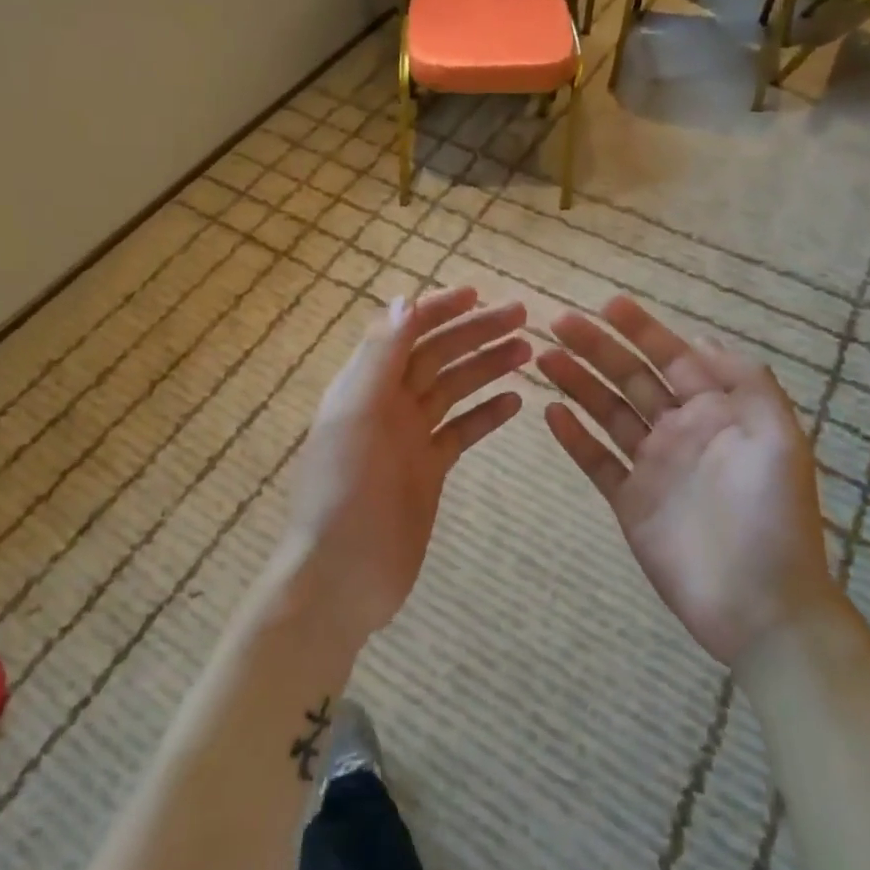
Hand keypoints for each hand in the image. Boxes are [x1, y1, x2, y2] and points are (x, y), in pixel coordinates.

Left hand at [281, 287, 529, 648]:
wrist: (342, 575)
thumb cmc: (343, 492)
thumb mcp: (355, 416)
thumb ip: (379, 357)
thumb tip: (405, 299)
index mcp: (365, 384)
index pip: (405, 331)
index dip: (440, 309)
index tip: (480, 294)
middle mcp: (387, 403)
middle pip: (437, 355)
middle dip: (475, 332)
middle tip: (522, 317)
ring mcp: (409, 437)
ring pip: (454, 389)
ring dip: (487, 367)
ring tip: (527, 353)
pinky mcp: (428, 470)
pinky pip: (462, 431)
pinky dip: (486, 414)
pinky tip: (515, 402)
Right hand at [537, 296, 833, 667]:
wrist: (762, 607)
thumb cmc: (774, 518)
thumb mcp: (779, 439)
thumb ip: (746, 384)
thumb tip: (703, 339)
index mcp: (716, 413)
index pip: (672, 357)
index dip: (641, 329)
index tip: (607, 304)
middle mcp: (680, 431)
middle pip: (630, 379)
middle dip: (597, 348)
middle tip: (558, 322)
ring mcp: (652, 467)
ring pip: (607, 413)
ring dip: (577, 383)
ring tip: (544, 357)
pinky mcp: (629, 502)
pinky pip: (596, 462)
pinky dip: (573, 437)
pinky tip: (550, 412)